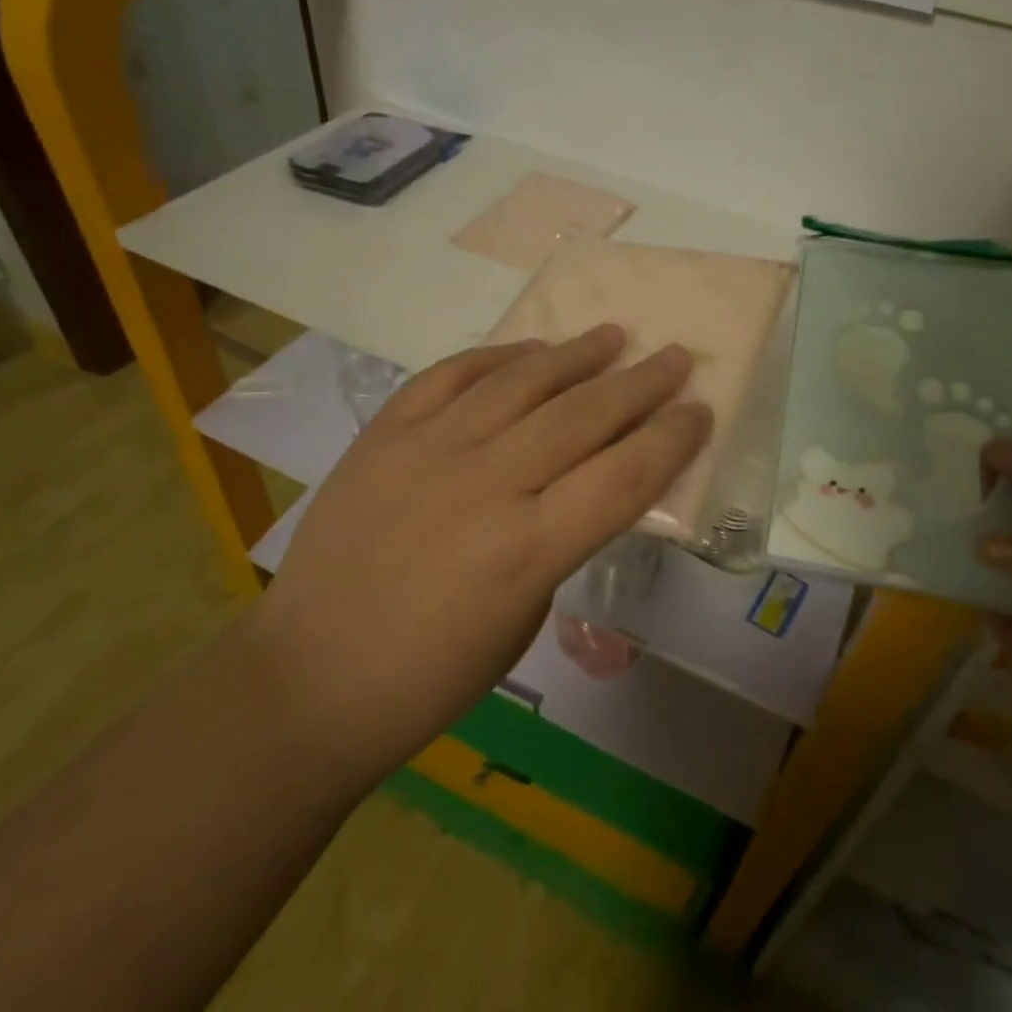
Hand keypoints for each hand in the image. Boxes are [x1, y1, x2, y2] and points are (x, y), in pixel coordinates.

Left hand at [249, 325, 710, 784]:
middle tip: (674, 356)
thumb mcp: (525, 618)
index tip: (700, 410)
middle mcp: (486, 485)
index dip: (673, 437)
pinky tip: (528, 348)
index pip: (626, 474)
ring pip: (521, 381)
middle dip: (641, 383)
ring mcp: (429, 451)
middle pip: (583, 415)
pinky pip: (450, 375)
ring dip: (575, 353)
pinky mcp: (384, 435)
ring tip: (611, 334)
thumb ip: (560, 539)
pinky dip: (496, 356)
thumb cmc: (432, 675)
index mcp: (529, 549)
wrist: (311, 677)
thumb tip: (582, 478)